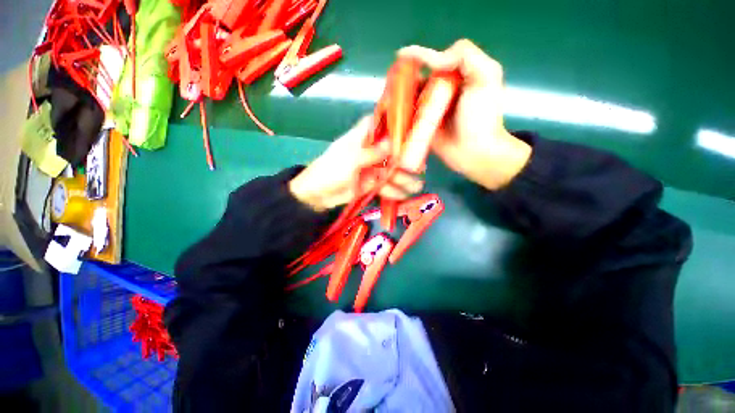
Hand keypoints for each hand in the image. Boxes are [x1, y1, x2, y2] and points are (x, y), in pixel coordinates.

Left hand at [289, 117, 423, 211]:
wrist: (318, 194)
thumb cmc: (331, 170)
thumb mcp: (351, 159)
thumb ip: (372, 152)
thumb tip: (393, 143)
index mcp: (363, 137)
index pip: (383, 126)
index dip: (398, 127)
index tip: (415, 132)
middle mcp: (370, 150)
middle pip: (392, 151)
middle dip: (405, 159)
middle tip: (421, 167)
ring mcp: (372, 168)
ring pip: (391, 171)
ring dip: (403, 178)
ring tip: (417, 186)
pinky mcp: (372, 183)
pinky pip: (386, 186)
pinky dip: (394, 191)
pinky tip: (404, 195)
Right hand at [398, 39, 531, 189]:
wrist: (474, 152)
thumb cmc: (481, 117)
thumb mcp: (485, 77)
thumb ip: (464, 56)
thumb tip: (430, 59)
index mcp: (454, 76)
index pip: (431, 61)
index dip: (416, 57)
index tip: (400, 58)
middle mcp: (439, 92)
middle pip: (415, 80)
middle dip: (400, 80)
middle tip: (389, 86)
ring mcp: (428, 111)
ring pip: (407, 99)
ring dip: (395, 99)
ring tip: (384, 102)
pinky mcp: (420, 128)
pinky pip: (406, 119)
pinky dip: (396, 116)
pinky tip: (388, 116)